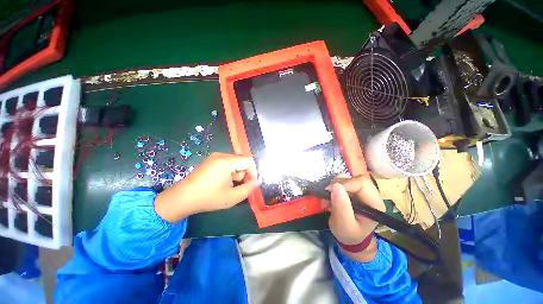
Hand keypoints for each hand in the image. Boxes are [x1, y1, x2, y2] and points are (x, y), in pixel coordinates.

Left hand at [154, 153, 258, 222]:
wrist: (182, 198)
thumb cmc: (207, 198)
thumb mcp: (232, 197)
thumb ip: (248, 188)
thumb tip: (257, 181)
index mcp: (226, 162)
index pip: (249, 160)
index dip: (253, 172)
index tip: (250, 184)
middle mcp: (221, 155)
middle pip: (242, 160)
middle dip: (245, 173)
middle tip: (239, 186)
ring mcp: (215, 156)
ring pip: (236, 161)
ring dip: (237, 172)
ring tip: (229, 185)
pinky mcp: (211, 159)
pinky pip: (228, 162)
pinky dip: (230, 171)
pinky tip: (223, 181)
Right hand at [323, 174, 385, 261]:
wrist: (350, 237)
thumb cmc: (349, 234)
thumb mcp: (344, 225)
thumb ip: (341, 207)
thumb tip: (335, 186)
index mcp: (375, 203)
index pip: (362, 183)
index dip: (345, 184)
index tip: (329, 190)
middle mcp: (372, 194)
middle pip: (355, 178)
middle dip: (338, 184)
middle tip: (327, 194)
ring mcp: (363, 191)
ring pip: (348, 177)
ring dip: (334, 185)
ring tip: (328, 197)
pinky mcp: (354, 189)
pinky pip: (343, 180)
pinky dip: (333, 186)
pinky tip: (330, 196)